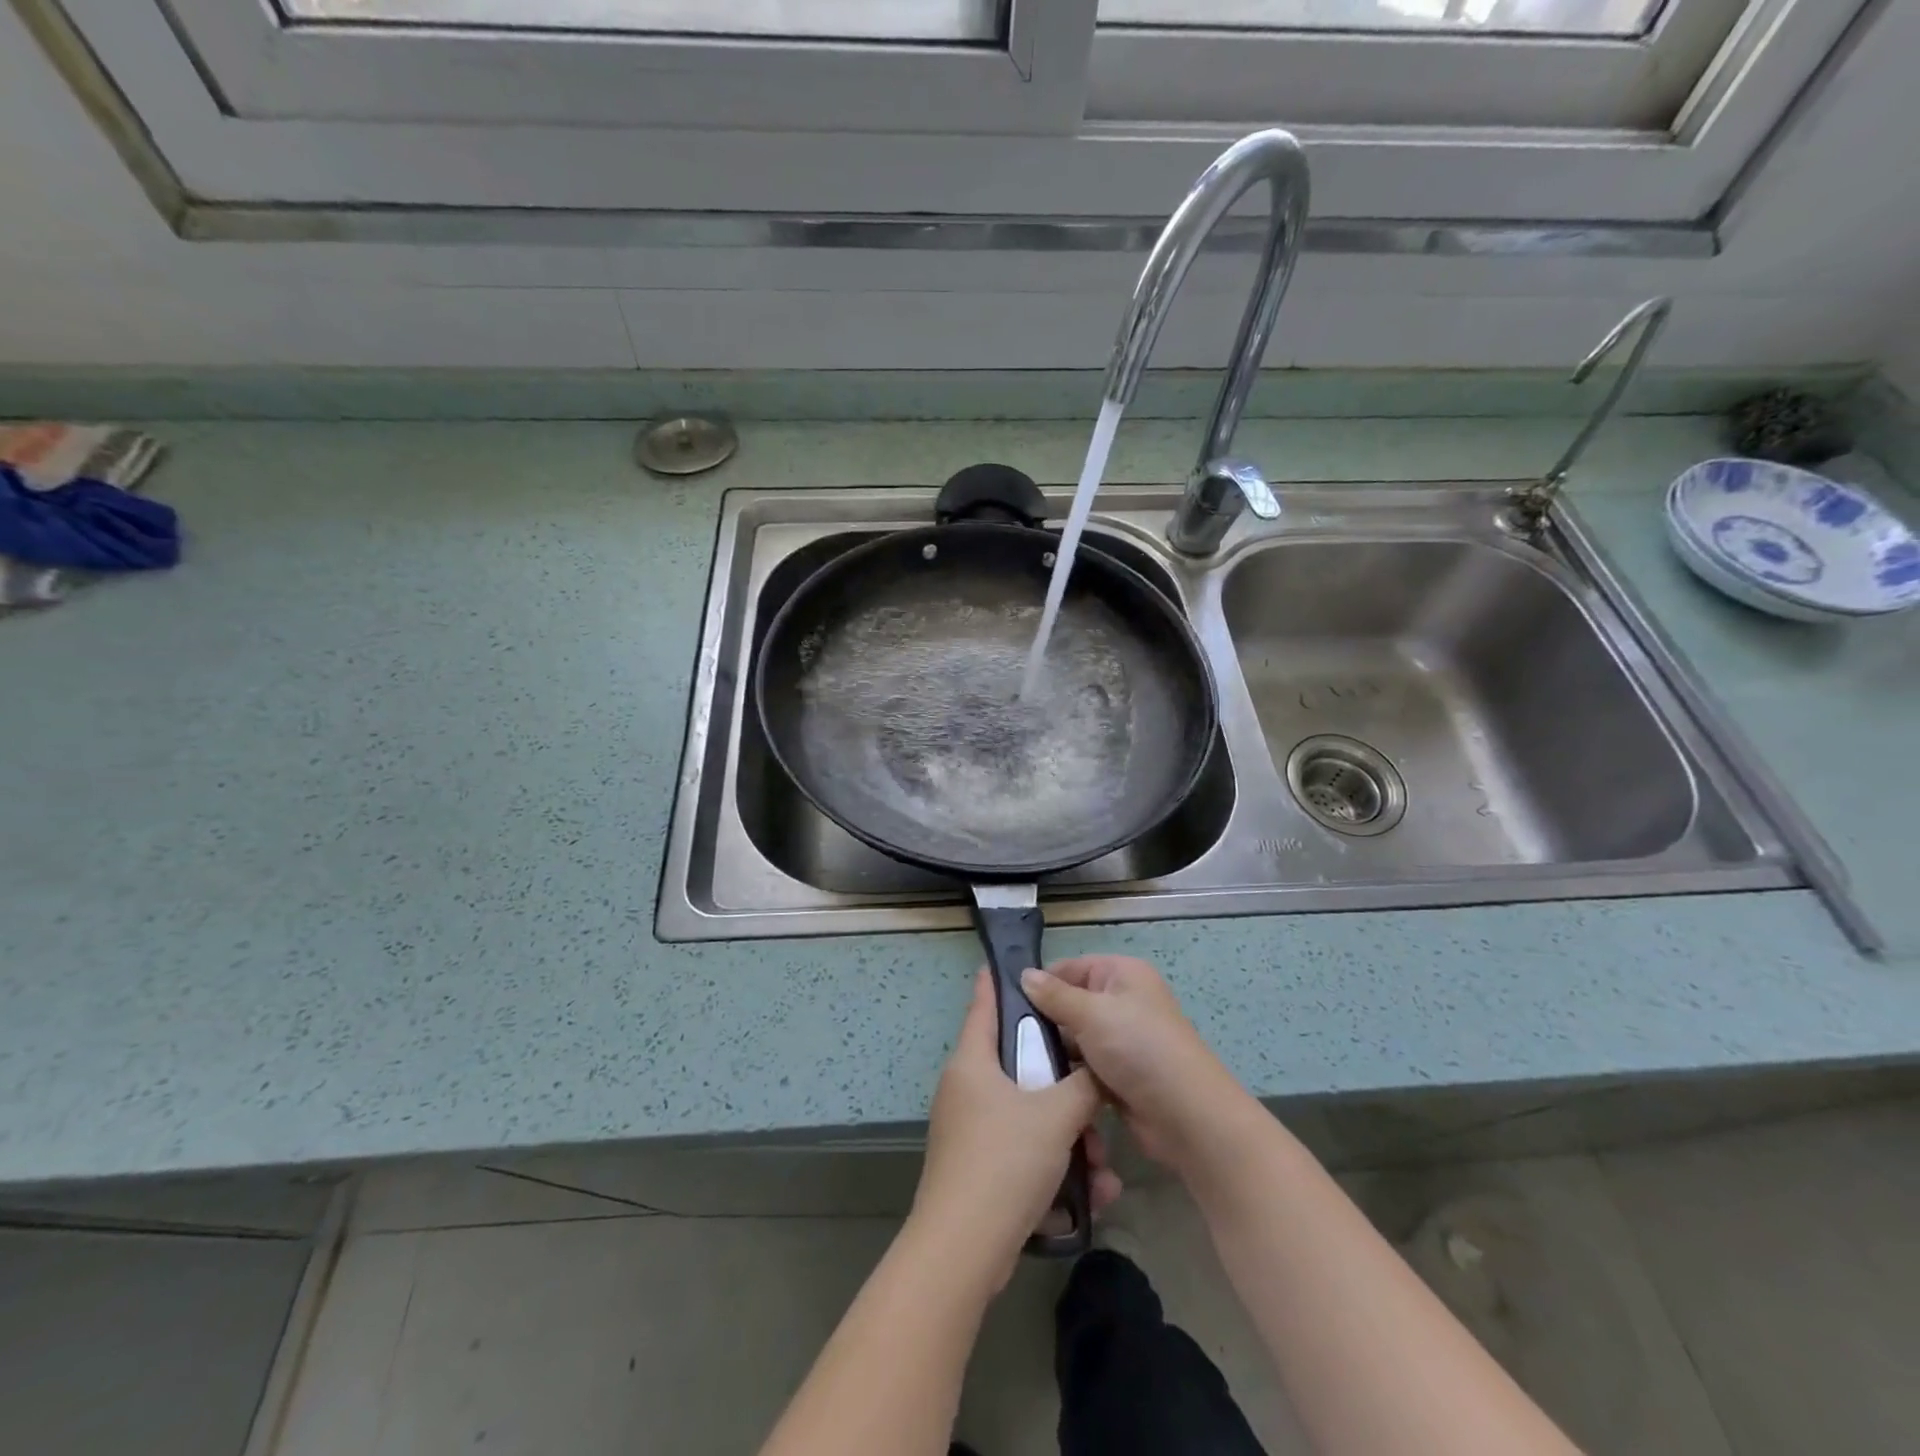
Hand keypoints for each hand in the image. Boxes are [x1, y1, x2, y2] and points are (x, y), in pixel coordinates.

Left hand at [912, 970, 1121, 1287]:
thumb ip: (1083, 1086)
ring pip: (1029, 1117)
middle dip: (1064, 1087)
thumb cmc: (1005, 1161)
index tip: (1006, 964)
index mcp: (973, 1063)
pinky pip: (1024, 1154)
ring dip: (1069, 1138)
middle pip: (1020, 1068)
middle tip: (1096, 1097)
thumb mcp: (1056, 1115)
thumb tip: (1096, 1072)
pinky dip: (1055, 1167)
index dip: (996, 984)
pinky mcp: (979, 1172)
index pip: (983, 1006)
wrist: (964, 1250)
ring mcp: (970, 1133)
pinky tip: (1092, 1194)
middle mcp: (966, 1091)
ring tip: (1103, 1168)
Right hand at [1020, 955, 1251, 1174]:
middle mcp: (1123, 1001)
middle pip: (1070, 1004)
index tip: (1007, 1005)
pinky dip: (1069, 1076)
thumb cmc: (1139, 1049)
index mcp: (1122, 974)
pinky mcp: (1120, 1074)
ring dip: (1054, 1053)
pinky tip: (1042, 1087)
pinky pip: (1084, 1067)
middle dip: (1044, 1022)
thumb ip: (1054, 995)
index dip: (1041, 983)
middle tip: (1009, 1040)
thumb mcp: (1091, 1013)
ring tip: (1019, 1066)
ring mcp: (1123, 1040)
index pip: (1070, 968)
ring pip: (1075, 1039)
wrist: (1187, 1116)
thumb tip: (1024, 975)